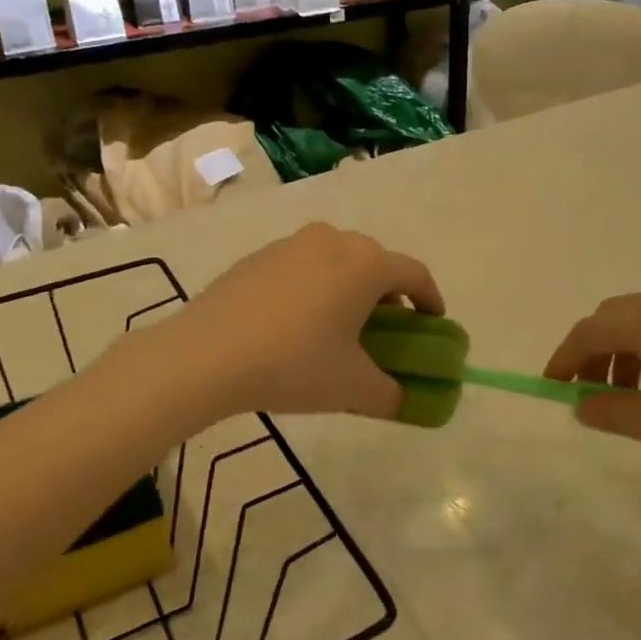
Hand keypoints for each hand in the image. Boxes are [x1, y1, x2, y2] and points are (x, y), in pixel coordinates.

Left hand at [161, 223, 443, 419]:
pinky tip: (295, 321)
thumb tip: (404, 398)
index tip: (433, 322)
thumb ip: (390, 393)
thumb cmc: (294, 364)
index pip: (415, 274)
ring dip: (348, 286)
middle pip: (375, 261)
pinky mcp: (258, 256)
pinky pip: (301, 266)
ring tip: (338, 323)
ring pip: (336, 259)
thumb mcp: (352, 387)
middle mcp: (333, 241)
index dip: (431, 299)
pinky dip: (313, 286)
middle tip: (385, 327)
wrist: (207, 354)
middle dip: (388, 292)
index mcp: (366, 264)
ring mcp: (291, 244)